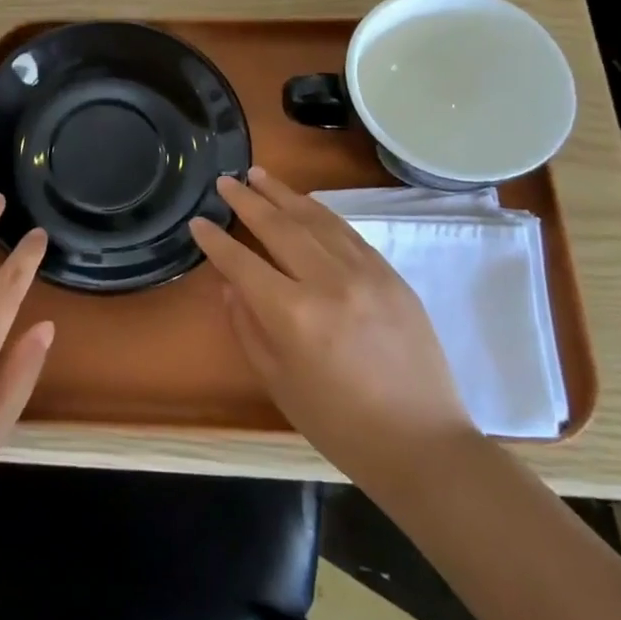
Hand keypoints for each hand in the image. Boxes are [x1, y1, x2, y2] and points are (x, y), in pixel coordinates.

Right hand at [190, 167, 475, 482]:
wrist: (422, 445)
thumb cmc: (339, 424)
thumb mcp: (278, 382)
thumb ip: (248, 327)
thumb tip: (232, 285)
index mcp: (293, 314)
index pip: (243, 262)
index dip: (216, 241)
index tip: (198, 221)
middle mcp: (328, 281)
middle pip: (279, 227)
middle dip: (247, 201)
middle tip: (225, 181)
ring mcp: (365, 273)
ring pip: (316, 220)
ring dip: (284, 194)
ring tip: (259, 175)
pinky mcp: (391, 276)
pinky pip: (348, 232)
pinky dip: (321, 213)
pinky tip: (306, 204)